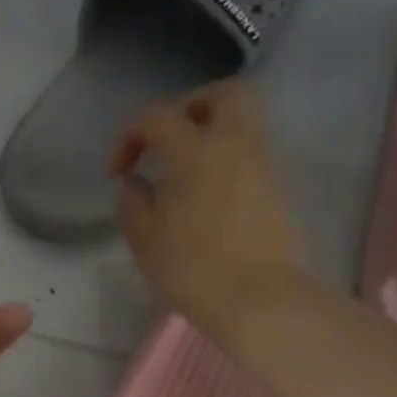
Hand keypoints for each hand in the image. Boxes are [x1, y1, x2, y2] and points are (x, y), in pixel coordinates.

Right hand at [108, 80, 310, 342]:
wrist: (262, 302)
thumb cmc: (194, 269)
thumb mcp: (145, 239)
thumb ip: (133, 202)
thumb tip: (136, 182)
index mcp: (195, 151)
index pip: (158, 116)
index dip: (130, 136)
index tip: (117, 172)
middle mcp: (235, 146)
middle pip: (224, 94)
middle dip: (191, 105)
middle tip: (168, 138)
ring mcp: (264, 166)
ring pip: (244, 122)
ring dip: (212, 133)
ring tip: (186, 169)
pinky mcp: (279, 190)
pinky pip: (252, 154)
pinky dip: (228, 159)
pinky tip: (208, 193)